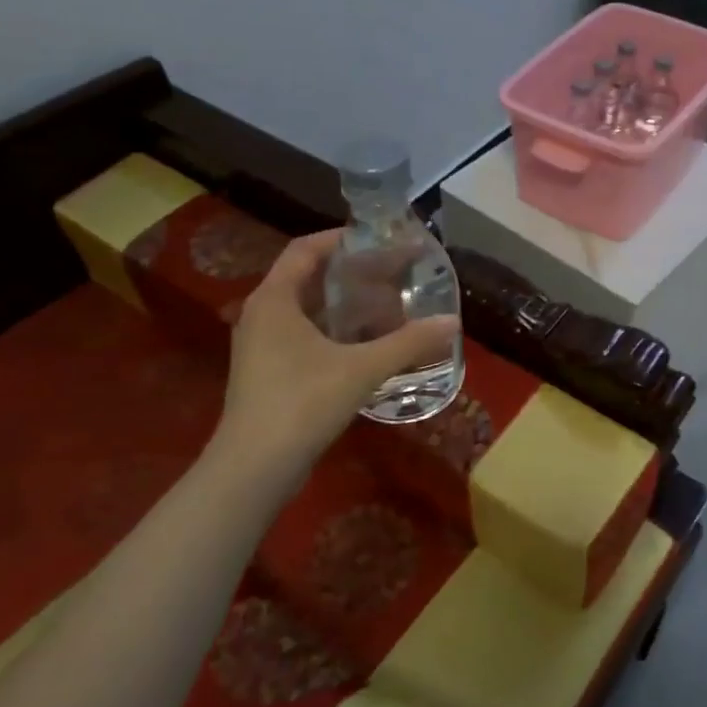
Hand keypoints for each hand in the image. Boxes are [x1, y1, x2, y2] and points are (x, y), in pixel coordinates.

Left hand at [211, 230, 458, 470]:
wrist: (254, 467)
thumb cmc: (303, 403)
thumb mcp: (362, 368)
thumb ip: (408, 342)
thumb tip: (451, 321)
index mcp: (274, 300)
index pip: (305, 250)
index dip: (341, 238)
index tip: (378, 239)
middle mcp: (261, 315)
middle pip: (307, 278)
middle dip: (349, 273)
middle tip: (391, 273)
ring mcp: (260, 347)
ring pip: (305, 311)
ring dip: (343, 305)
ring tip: (385, 306)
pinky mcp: (267, 374)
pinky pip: (303, 337)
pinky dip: (333, 332)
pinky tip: (365, 346)